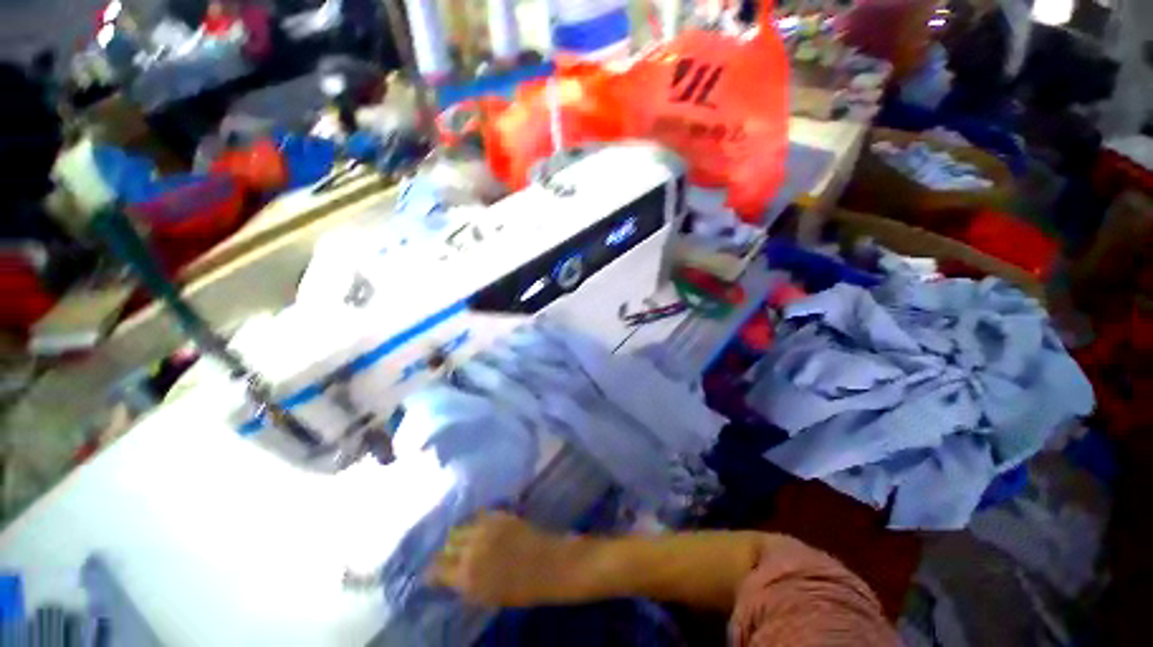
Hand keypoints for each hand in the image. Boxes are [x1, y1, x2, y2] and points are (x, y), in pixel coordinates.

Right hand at [427, 511, 580, 606]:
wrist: (549, 565)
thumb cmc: (520, 589)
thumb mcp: (487, 595)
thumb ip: (466, 583)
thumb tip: (450, 575)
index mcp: (466, 578)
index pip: (437, 569)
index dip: (433, 570)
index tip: (433, 570)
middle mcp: (471, 551)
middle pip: (447, 545)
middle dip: (446, 550)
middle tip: (449, 553)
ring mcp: (485, 530)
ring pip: (461, 528)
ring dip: (460, 534)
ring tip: (463, 538)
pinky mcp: (498, 515)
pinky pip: (479, 516)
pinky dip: (475, 522)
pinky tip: (479, 526)